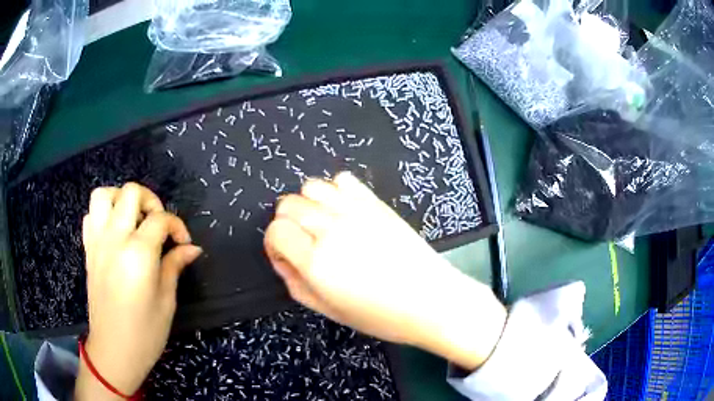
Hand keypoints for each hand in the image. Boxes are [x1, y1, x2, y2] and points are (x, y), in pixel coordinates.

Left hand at [76, 183, 201, 399]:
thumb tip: (192, 247)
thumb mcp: (166, 301)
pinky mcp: (88, 251)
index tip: (184, 243)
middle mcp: (114, 239)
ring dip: (121, 199)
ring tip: (133, 218)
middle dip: (151, 201)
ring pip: (103, 195)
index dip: (177, 226)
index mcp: (138, 254)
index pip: (160, 219)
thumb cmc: (145, 332)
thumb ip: (175, 266)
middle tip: (158, 224)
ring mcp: (97, 243)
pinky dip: (103, 214)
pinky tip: (114, 232)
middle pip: (130, 193)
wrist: (114, 350)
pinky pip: (90, 216)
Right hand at [264, 172, 506, 369]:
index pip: (275, 230)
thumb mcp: (329, 310)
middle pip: (288, 204)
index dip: (274, 243)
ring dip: (308, 204)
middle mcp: (330, 229)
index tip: (286, 256)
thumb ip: (296, 284)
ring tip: (322, 225)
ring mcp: (355, 211)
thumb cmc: (381, 315)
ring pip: (311, 186)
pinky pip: (343, 180)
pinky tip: (345, 211)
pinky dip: (336, 191)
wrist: (430, 298)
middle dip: (286, 223)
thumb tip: (283, 260)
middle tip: (302, 243)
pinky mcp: (375, 203)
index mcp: (316, 261)